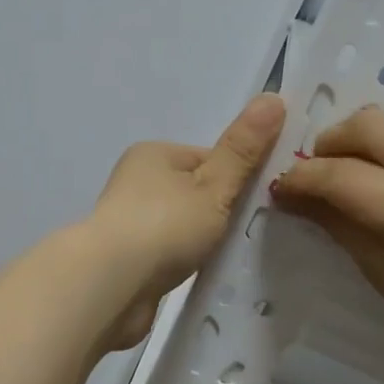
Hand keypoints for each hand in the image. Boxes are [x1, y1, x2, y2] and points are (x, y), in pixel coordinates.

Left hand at [78, 93, 285, 350]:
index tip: (263, 202)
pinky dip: (185, 261)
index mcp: (153, 154)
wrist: (110, 285)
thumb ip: (243, 150)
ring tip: (227, 256)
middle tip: (251, 232)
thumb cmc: (164, 226)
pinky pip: (169, 253)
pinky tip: (202, 274)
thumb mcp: (214, 185)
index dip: (239, 177)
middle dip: (222, 212)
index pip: (209, 157)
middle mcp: (136, 182)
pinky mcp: (127, 259)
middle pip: (195, 192)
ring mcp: (129, 222)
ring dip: (203, 240)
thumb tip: (273, 98)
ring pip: (182, 225)